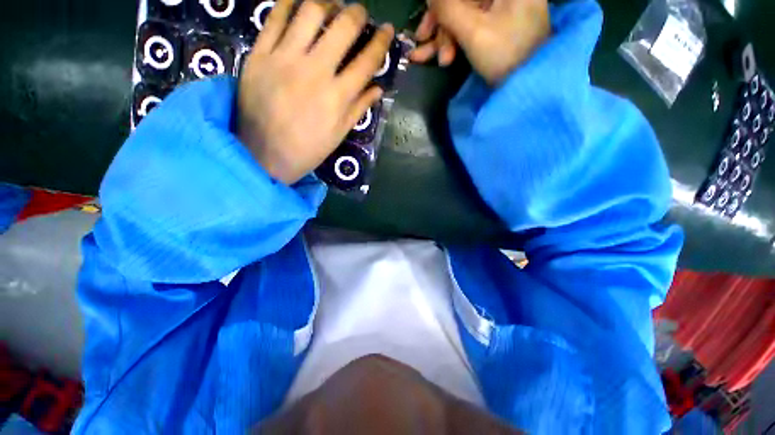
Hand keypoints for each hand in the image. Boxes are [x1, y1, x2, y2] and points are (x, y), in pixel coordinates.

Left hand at [238, 0, 393, 183]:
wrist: (262, 155)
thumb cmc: (307, 150)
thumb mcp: (338, 134)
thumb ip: (358, 108)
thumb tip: (378, 88)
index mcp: (338, 97)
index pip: (367, 61)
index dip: (381, 41)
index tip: (387, 29)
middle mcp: (315, 72)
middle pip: (343, 27)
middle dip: (357, 14)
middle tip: (359, 13)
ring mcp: (285, 59)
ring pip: (310, 12)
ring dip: (326, 3)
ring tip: (330, 7)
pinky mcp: (259, 54)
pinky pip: (275, 17)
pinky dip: (288, 4)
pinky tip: (297, 5)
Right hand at [409, 0, 549, 85]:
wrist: (525, 84)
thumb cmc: (504, 55)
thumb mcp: (473, 31)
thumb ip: (448, 9)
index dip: (439, 5)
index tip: (425, 25)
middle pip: (459, 2)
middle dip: (439, 25)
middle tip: (423, 44)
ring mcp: (497, 8)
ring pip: (460, 16)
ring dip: (441, 38)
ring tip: (425, 59)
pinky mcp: (492, 26)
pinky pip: (465, 27)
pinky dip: (450, 42)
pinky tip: (435, 54)